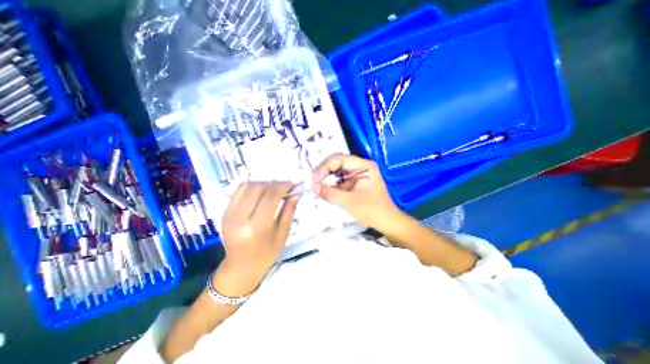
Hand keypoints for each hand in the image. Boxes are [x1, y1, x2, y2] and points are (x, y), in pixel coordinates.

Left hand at [218, 180, 299, 294]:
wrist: (241, 266)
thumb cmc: (266, 254)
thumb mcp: (282, 234)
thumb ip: (289, 211)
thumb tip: (295, 193)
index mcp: (257, 227)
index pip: (270, 197)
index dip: (283, 187)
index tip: (292, 184)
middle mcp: (240, 218)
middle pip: (258, 188)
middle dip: (274, 184)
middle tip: (284, 187)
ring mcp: (229, 215)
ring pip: (247, 186)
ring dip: (263, 183)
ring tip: (273, 189)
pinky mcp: (225, 212)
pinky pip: (239, 191)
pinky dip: (252, 187)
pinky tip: (261, 192)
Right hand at [311, 153, 398, 229]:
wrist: (386, 222)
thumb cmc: (373, 211)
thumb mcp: (350, 202)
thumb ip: (330, 193)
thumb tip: (313, 187)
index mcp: (364, 166)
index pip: (339, 159)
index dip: (324, 167)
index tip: (314, 179)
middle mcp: (360, 167)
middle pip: (337, 163)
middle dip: (324, 171)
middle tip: (313, 181)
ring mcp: (357, 174)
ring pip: (336, 171)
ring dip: (325, 177)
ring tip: (315, 184)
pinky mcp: (353, 183)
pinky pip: (339, 180)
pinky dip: (330, 184)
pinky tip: (323, 189)